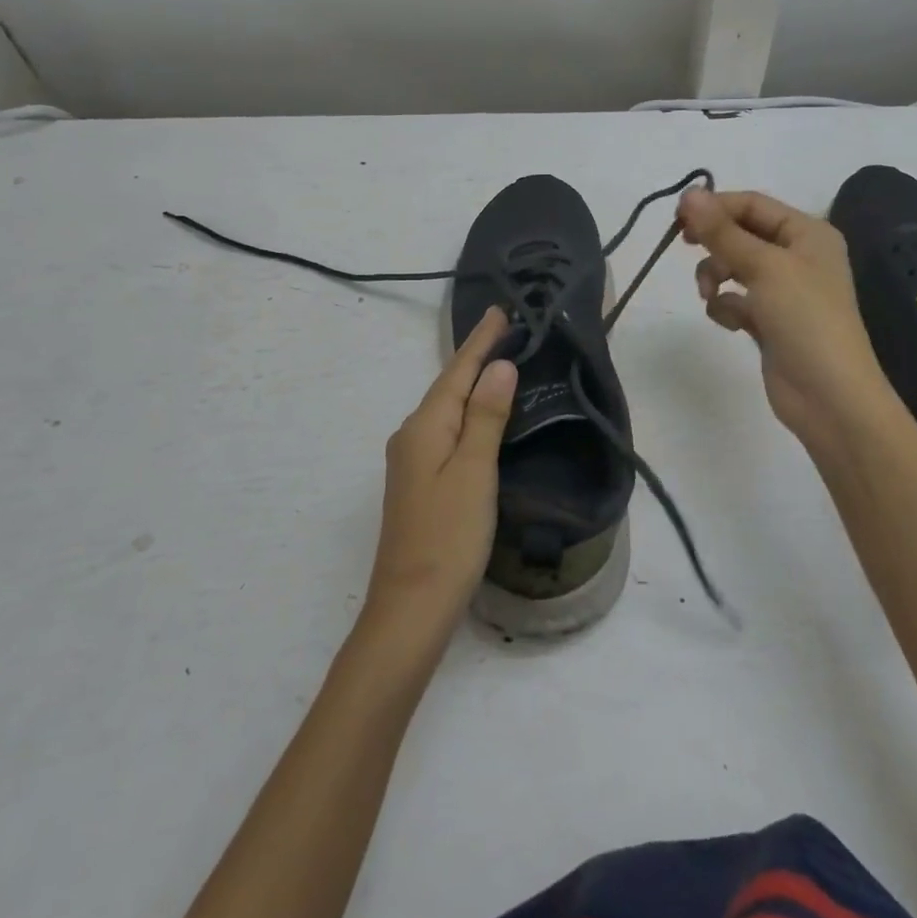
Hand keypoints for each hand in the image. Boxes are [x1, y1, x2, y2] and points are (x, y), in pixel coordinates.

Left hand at [367, 307, 517, 631]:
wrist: (411, 607)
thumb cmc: (448, 536)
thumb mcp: (474, 471)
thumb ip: (486, 417)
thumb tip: (498, 367)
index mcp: (425, 427)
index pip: (458, 372)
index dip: (480, 342)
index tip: (499, 310)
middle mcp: (412, 436)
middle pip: (449, 386)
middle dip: (476, 357)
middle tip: (505, 329)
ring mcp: (412, 461)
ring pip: (447, 409)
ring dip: (471, 384)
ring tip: (498, 361)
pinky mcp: (419, 482)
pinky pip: (446, 430)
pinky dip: (467, 413)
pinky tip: (479, 415)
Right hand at [679, 187, 901, 457]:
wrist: (829, 396)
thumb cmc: (805, 319)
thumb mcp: (763, 267)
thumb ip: (722, 232)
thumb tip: (688, 193)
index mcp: (808, 234)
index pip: (753, 204)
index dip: (715, 206)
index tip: (677, 218)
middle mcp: (798, 256)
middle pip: (742, 234)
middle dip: (714, 243)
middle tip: (684, 246)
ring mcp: (784, 291)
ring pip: (734, 267)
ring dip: (716, 276)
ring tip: (710, 295)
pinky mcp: (770, 322)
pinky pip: (736, 300)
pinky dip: (727, 307)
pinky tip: (731, 323)